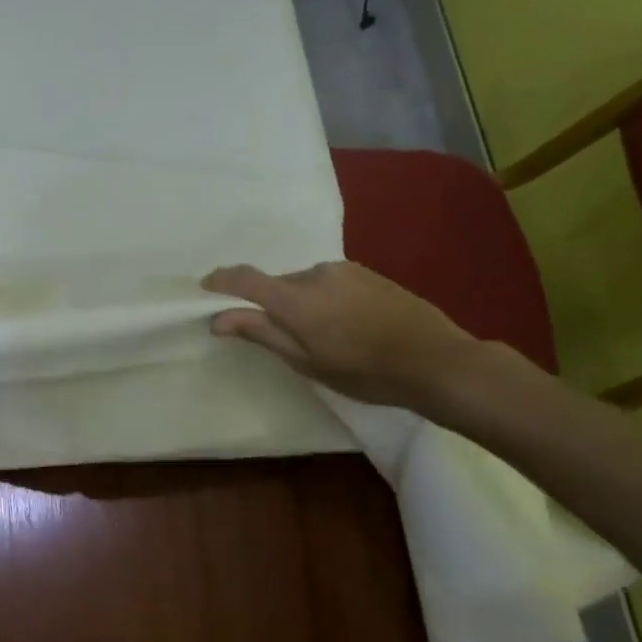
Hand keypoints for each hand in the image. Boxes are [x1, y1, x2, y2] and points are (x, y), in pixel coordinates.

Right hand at [202, 261, 485, 411]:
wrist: (437, 361)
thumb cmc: (365, 371)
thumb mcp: (306, 361)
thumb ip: (261, 333)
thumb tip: (217, 318)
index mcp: (296, 298)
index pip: (244, 278)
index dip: (220, 282)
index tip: (204, 290)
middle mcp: (315, 273)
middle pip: (275, 284)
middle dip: (269, 304)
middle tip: (282, 338)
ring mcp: (343, 270)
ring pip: (303, 284)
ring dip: (299, 303)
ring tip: (322, 336)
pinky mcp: (366, 272)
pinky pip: (328, 282)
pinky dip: (323, 299)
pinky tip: (345, 325)